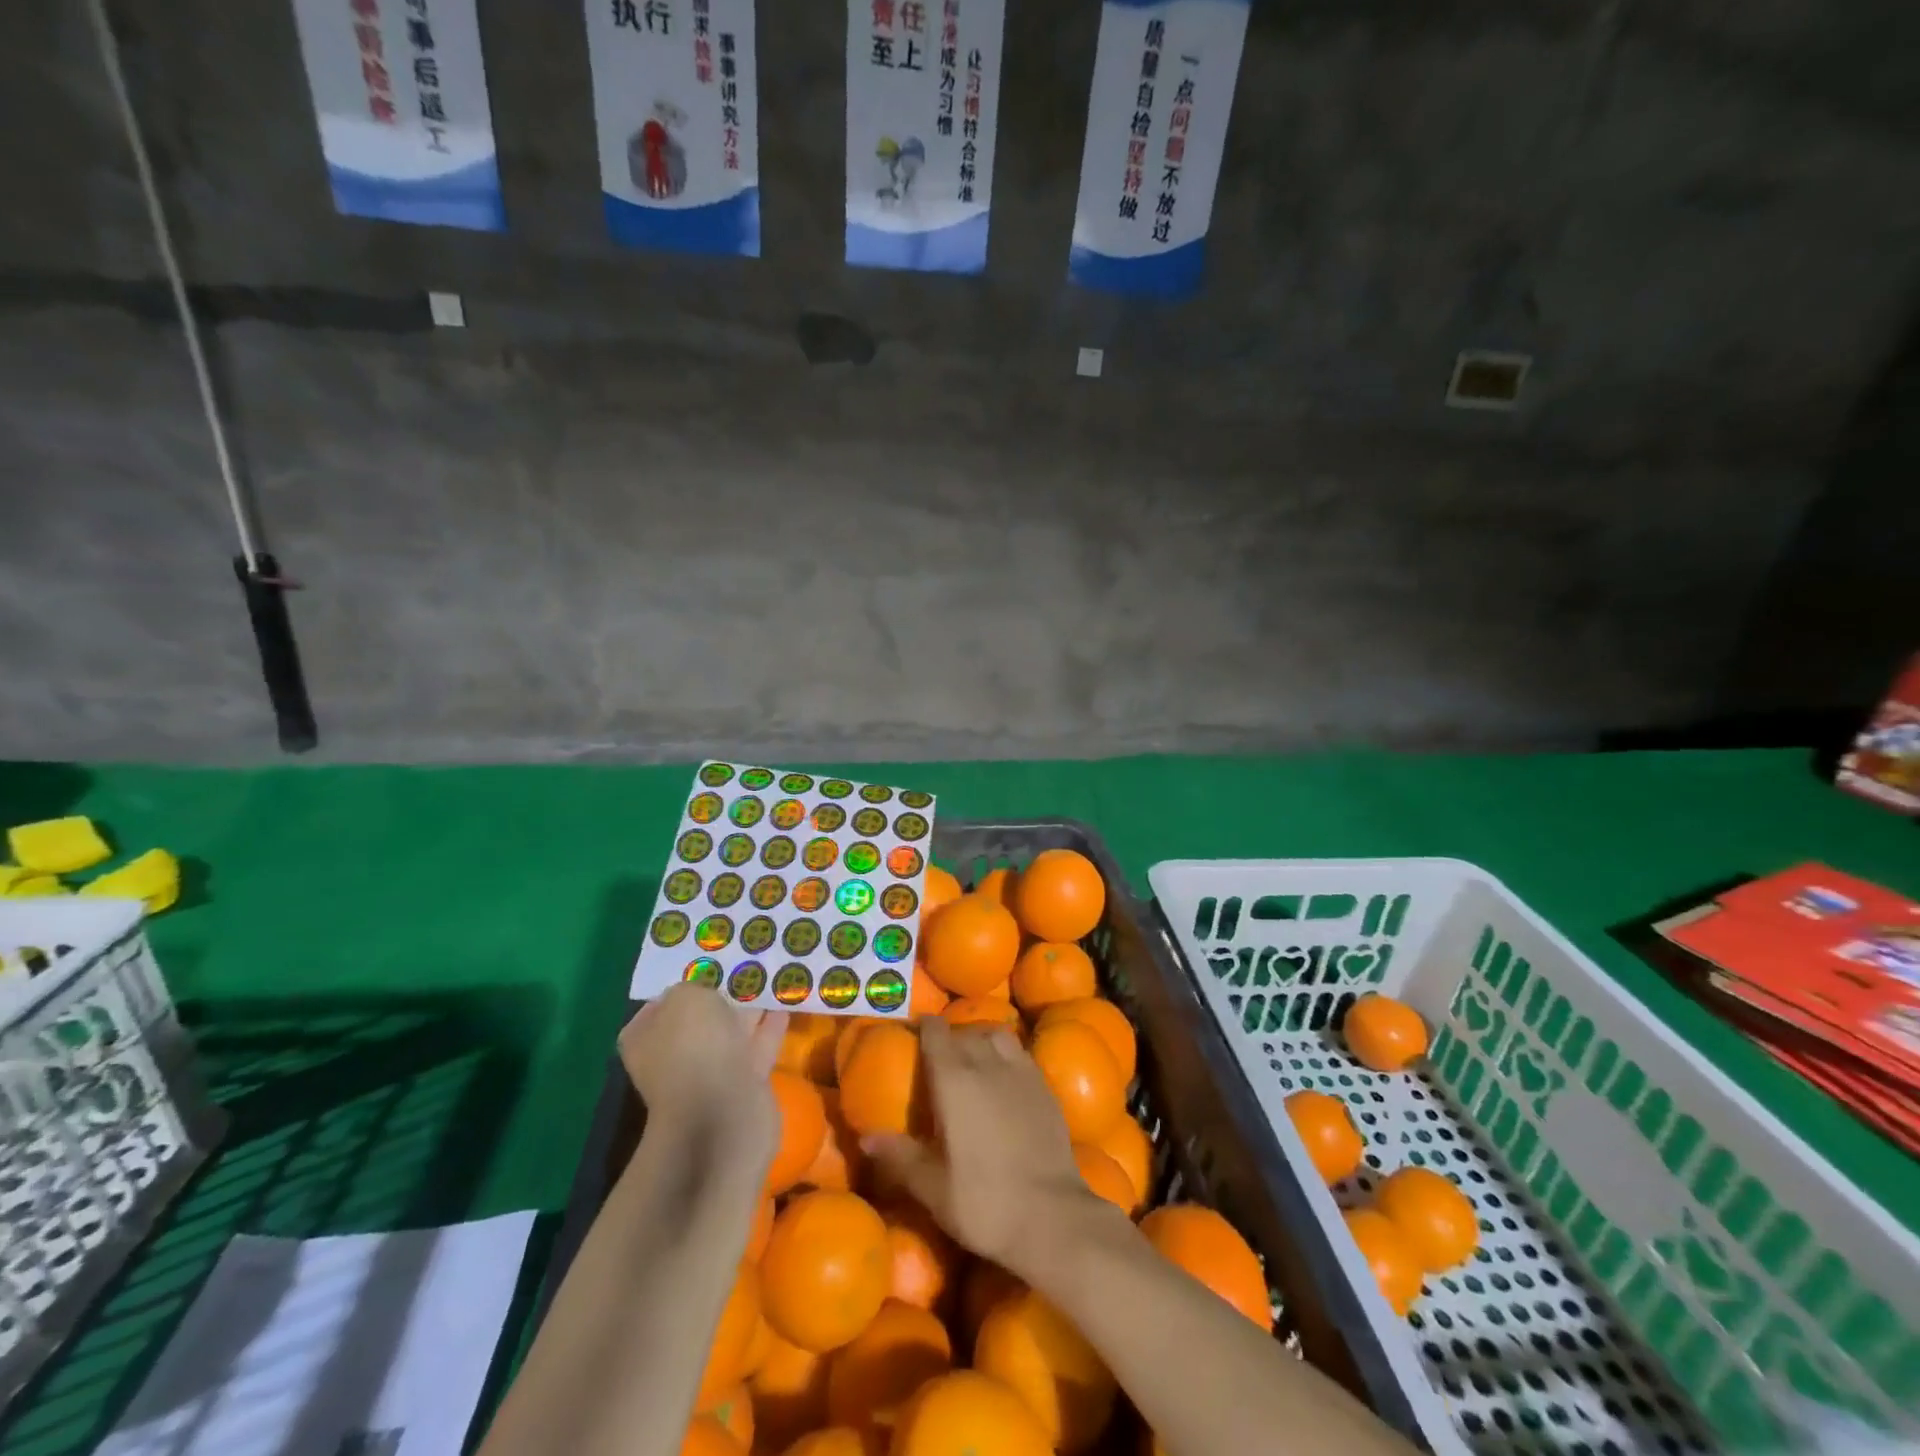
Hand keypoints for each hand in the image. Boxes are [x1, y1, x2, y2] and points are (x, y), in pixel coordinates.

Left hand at [619, 983, 784, 1183]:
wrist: (722, 1113)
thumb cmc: (694, 1048)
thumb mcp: (687, 997)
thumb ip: (695, 986)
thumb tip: (704, 993)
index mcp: (647, 1037)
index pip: (660, 1004)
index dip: (684, 983)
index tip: (711, 964)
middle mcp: (672, 1056)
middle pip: (699, 1018)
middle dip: (720, 996)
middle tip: (746, 966)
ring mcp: (707, 1073)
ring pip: (730, 1032)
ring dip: (749, 1010)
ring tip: (772, 979)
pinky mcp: (740, 1085)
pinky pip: (756, 1047)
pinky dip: (770, 1028)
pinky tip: (786, 1005)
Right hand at [863, 1018, 1115, 1275]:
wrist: (1052, 1216)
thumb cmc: (984, 1201)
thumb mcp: (932, 1187)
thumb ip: (899, 1156)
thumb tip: (865, 1136)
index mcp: (954, 1080)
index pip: (936, 1034)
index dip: (924, 1028)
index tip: (914, 1032)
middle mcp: (987, 1063)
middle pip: (965, 1032)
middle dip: (949, 1036)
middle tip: (938, 1055)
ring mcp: (1020, 1072)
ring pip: (996, 1035)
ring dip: (981, 1038)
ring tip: (973, 1058)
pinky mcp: (1044, 1086)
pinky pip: (1020, 1054)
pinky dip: (1006, 1055)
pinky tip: (1004, 1078)